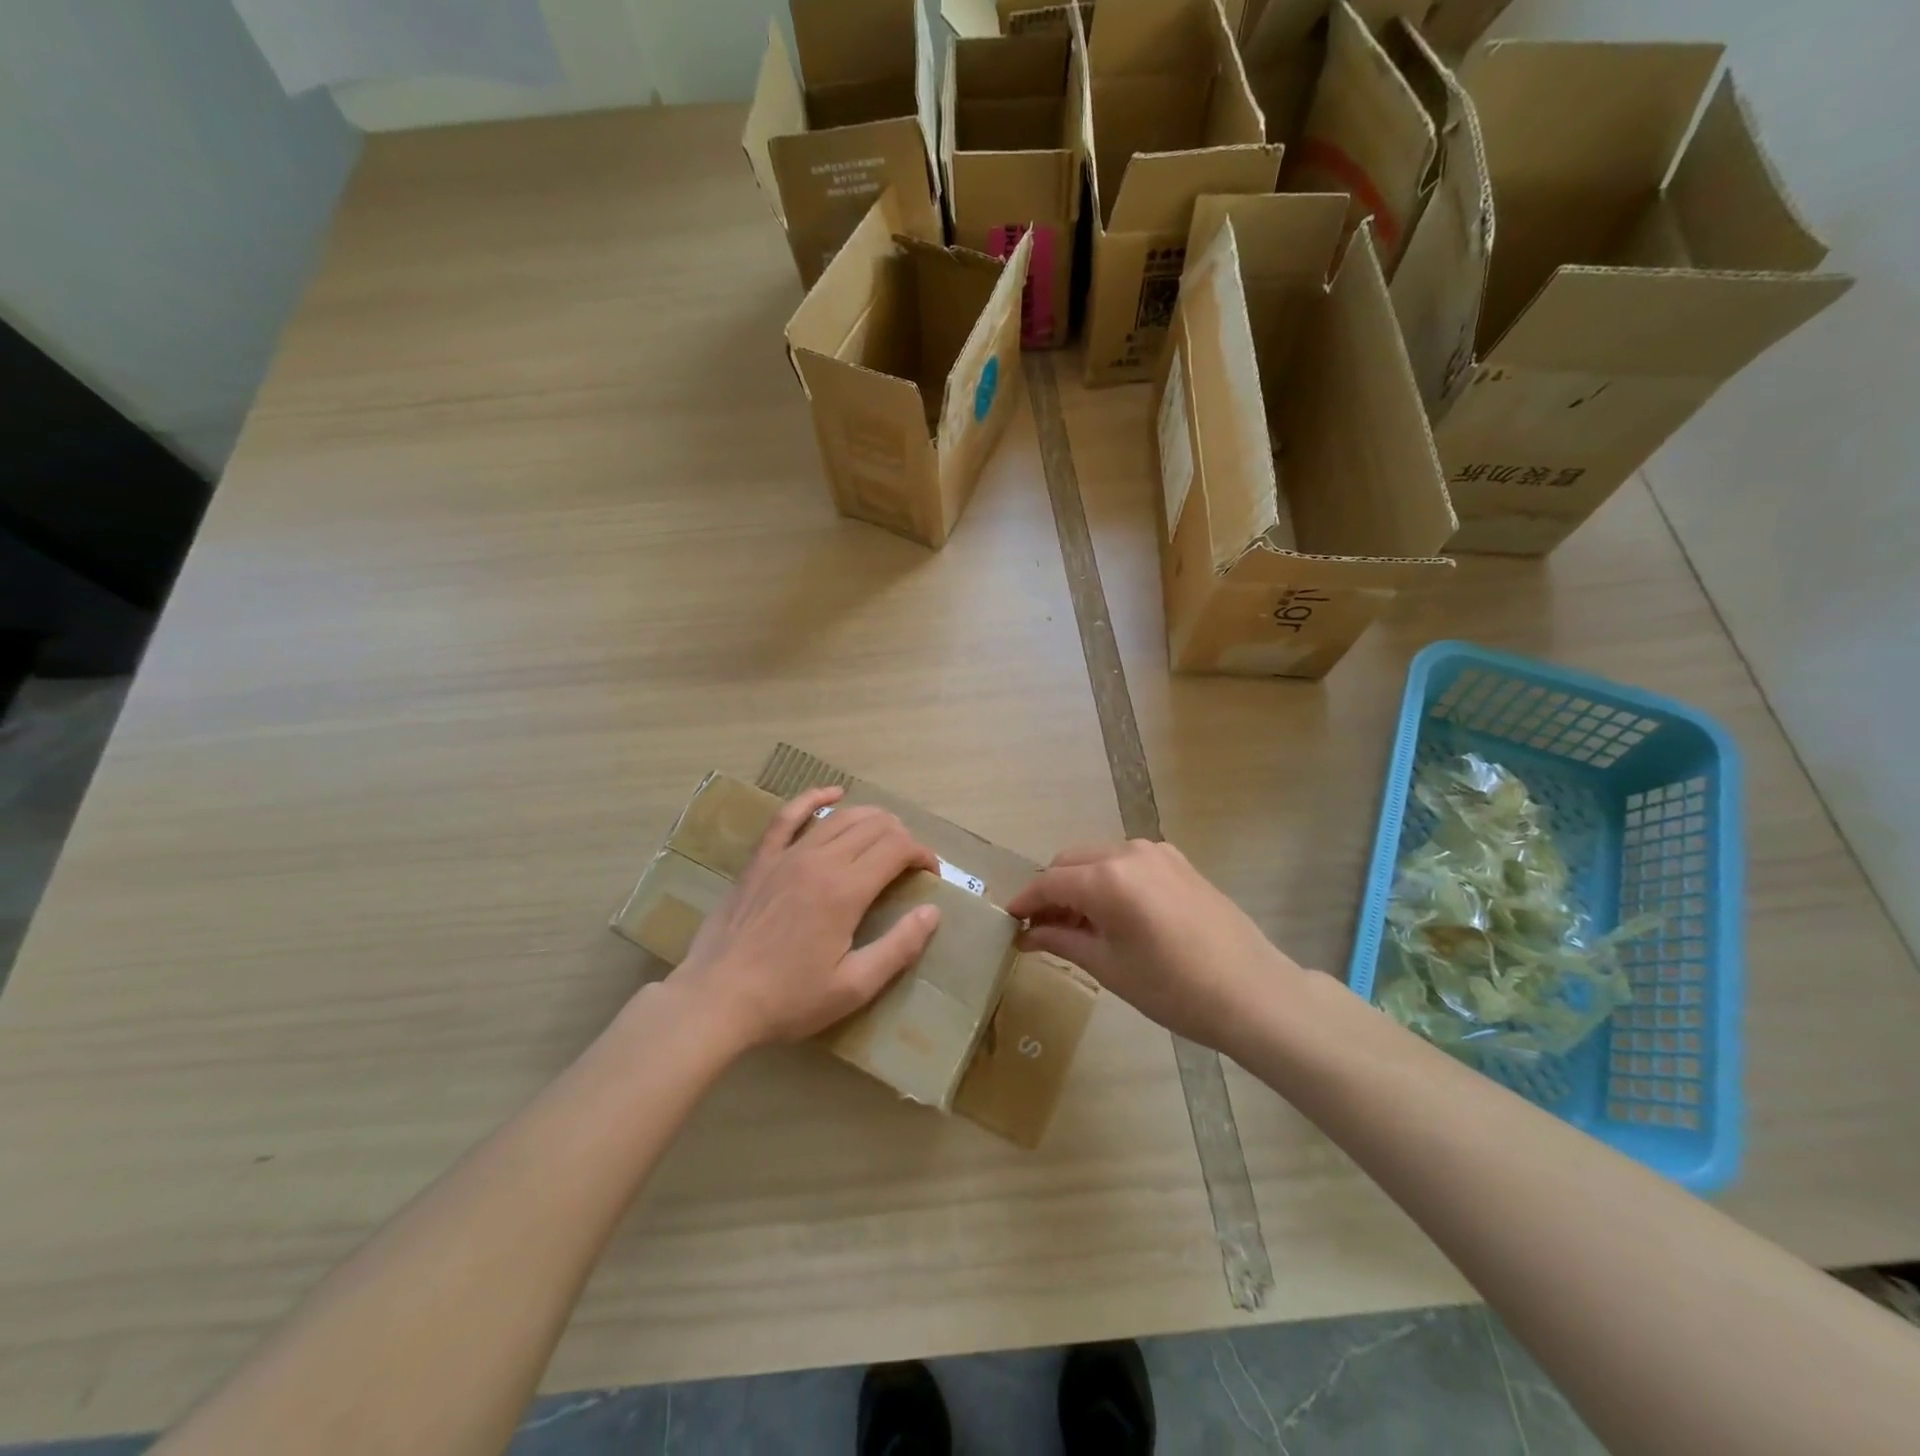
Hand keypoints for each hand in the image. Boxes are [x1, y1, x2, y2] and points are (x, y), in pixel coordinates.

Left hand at [668, 786, 941, 1051]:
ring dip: (871, 818)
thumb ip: (899, 947)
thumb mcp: (854, 987)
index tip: (930, 875)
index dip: (922, 855)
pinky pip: (788, 816)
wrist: (716, 1001)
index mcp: (846, 890)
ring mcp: (786, 855)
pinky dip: (813, 798)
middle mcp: (820, 861)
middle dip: (902, 837)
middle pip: (874, 826)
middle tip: (909, 863)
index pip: (898, 848)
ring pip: (839, 818)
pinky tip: (832, 794)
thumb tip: (932, 912)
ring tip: (886, 834)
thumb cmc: (788, 1000)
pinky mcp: (761, 860)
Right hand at [1007, 839, 1308, 1054]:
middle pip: (1071, 862)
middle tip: (1042, 928)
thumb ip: (1062, 940)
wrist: (1252, 993)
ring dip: (1080, 883)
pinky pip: (1127, 862)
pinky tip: (1114, 914)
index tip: (1009, 921)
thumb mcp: (1109, 967)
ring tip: (1078, 925)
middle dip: (1051, 890)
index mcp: (1107, 878)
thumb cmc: (1173, 988)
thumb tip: (1027, 934)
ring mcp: (1157, 853)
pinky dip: (1109, 880)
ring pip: (1098, 859)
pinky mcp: (1178, 862)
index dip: (1025, 901)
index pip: (1049, 882)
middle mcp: (1128, 852)